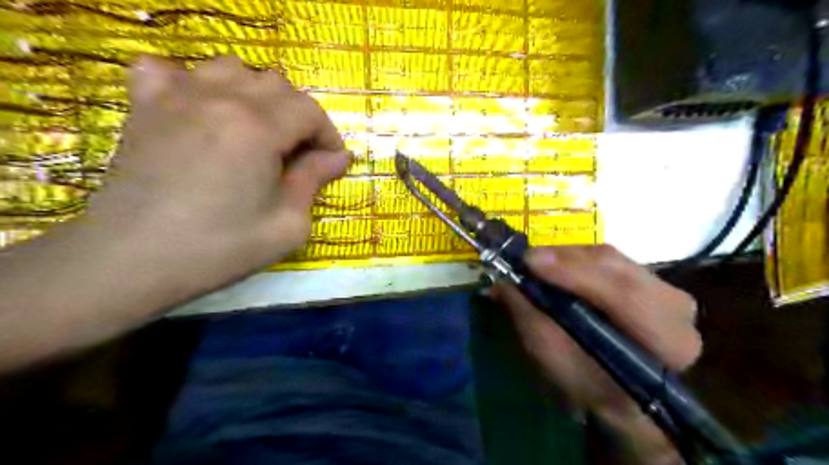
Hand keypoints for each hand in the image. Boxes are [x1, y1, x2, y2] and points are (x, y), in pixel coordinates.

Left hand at [87, 52, 347, 285]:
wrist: (134, 260)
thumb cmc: (221, 247)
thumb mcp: (288, 224)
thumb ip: (314, 180)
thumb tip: (339, 157)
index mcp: (258, 129)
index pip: (309, 110)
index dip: (328, 134)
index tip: (331, 161)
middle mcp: (220, 99)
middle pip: (276, 84)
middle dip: (299, 116)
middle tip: (299, 152)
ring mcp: (176, 96)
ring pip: (232, 69)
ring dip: (257, 95)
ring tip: (259, 129)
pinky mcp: (145, 106)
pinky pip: (172, 70)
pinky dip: (195, 82)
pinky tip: (202, 108)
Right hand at [492, 245, 697, 463]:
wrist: (623, 395)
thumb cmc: (591, 387)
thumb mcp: (556, 361)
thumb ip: (530, 320)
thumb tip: (501, 284)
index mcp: (667, 342)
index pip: (624, 296)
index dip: (575, 274)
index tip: (530, 262)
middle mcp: (677, 310)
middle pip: (618, 269)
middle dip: (567, 259)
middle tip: (527, 259)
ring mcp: (667, 291)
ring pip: (613, 258)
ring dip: (570, 256)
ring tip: (537, 260)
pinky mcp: (651, 280)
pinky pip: (611, 259)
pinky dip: (578, 258)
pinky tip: (557, 263)